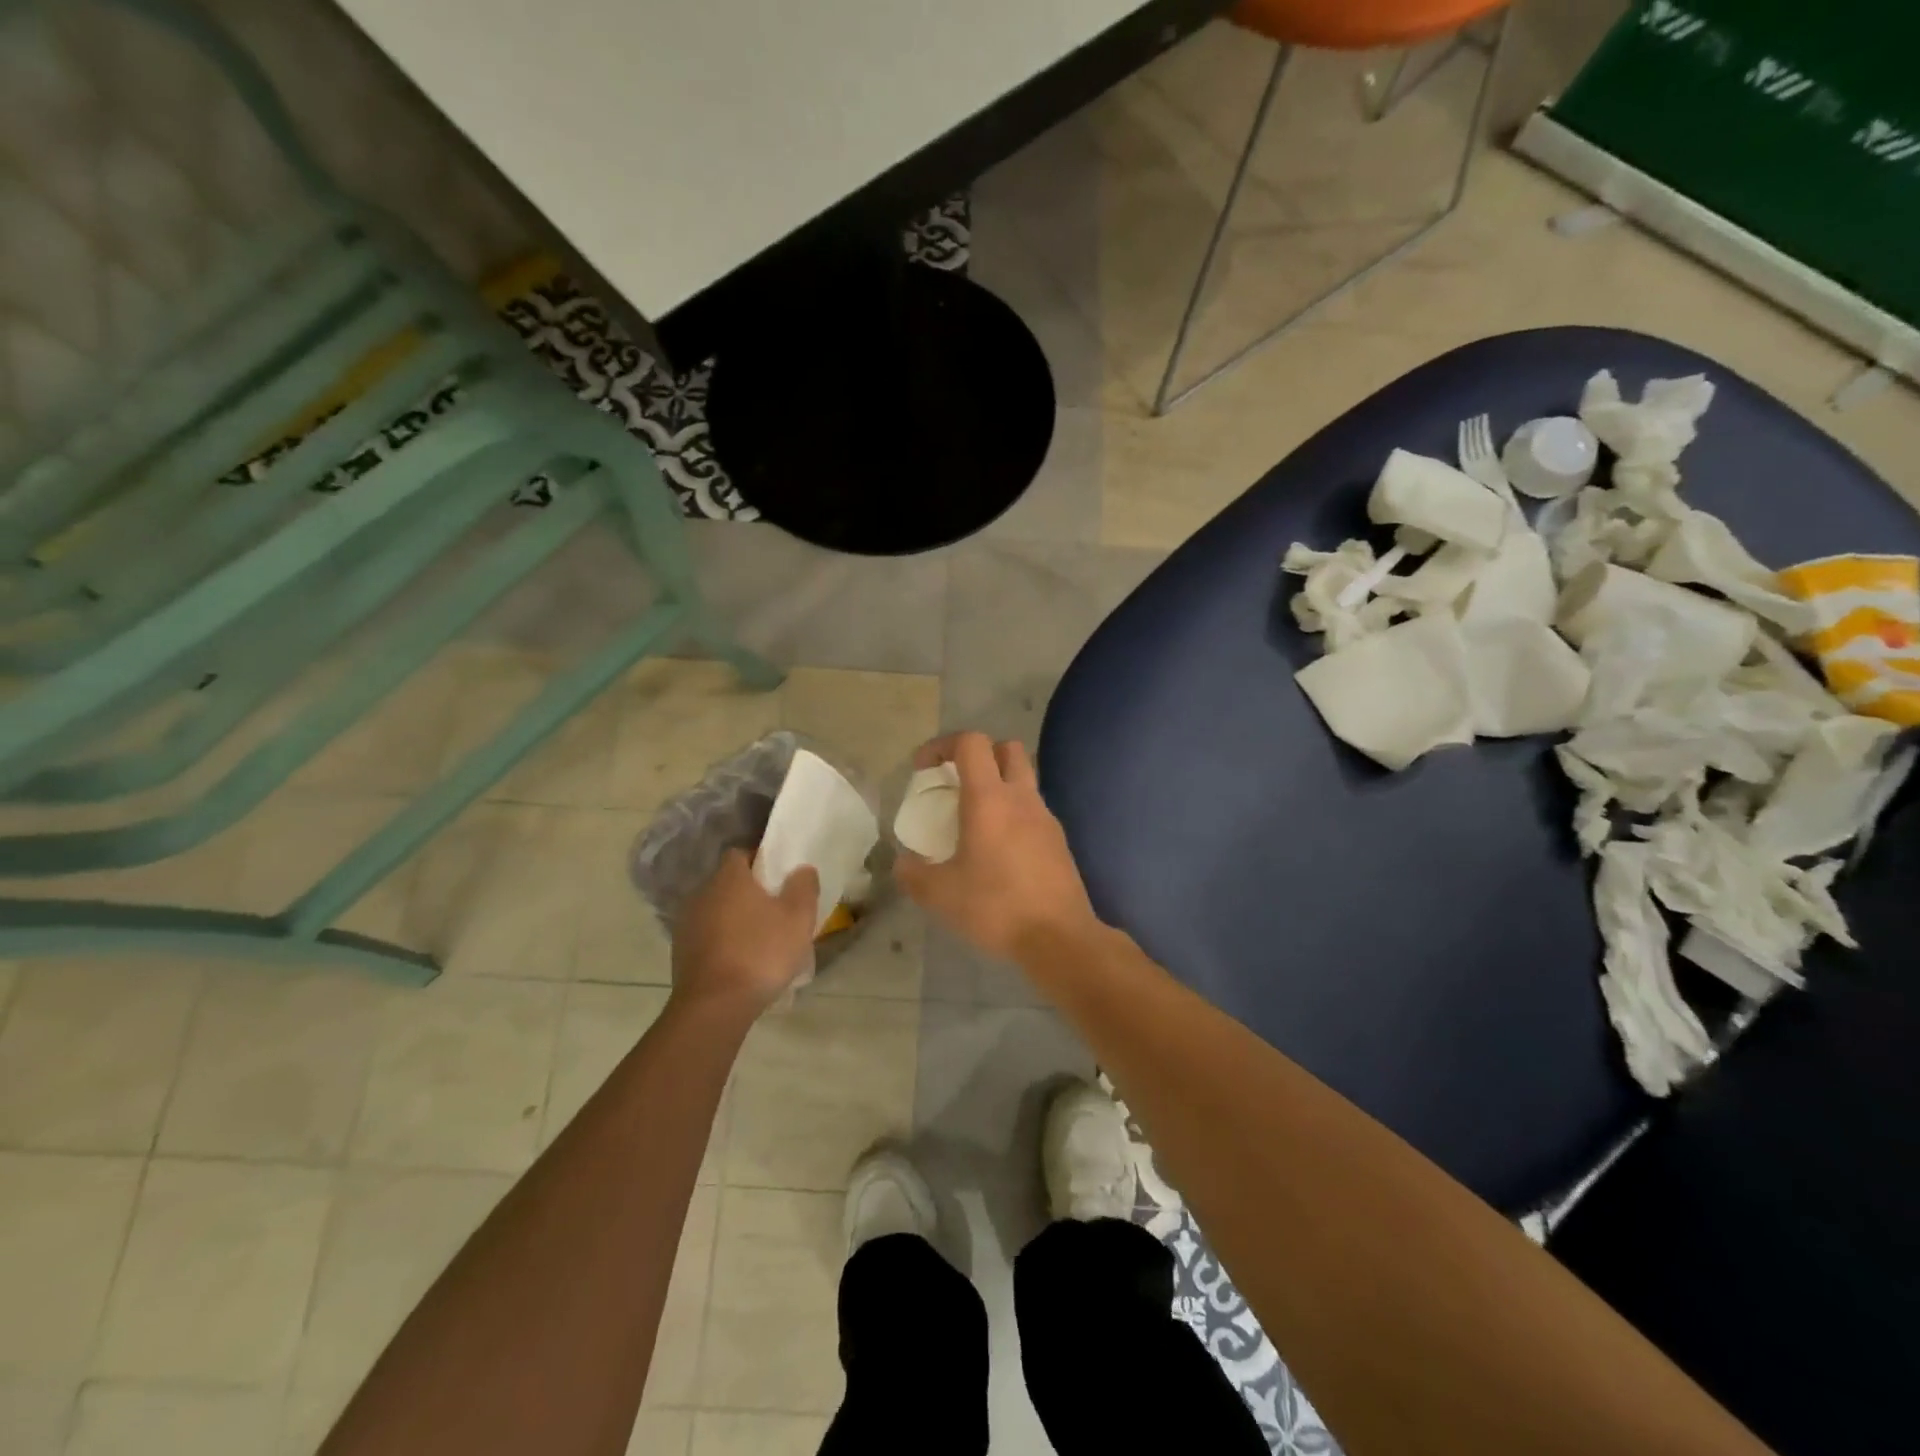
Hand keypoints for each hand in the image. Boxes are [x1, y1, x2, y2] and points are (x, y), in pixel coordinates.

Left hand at [672, 849, 818, 1019]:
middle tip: (777, 909)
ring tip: (761, 938)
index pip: (741, 853)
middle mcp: (702, 894)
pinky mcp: (681, 953)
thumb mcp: (798, 917)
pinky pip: (709, 936)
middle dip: (750, 892)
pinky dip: (724, 941)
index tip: (780, 877)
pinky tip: (743, 961)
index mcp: (728, 878)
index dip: (761, 860)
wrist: (714, 1006)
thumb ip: (803, 886)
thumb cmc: (760, 952)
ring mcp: (687, 924)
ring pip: (718, 910)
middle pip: (728, 882)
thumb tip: (802, 869)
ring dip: (736, 918)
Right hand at [895, 732, 1100, 961]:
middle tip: (956, 783)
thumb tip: (903, 863)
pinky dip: (1013, 813)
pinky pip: (1033, 810)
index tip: (923, 769)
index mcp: (989, 799)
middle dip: (978, 755)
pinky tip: (999, 849)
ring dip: (998, 784)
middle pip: (1006, 749)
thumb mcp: (940, 895)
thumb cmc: (996, 908)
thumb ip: (913, 874)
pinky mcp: (1058, 840)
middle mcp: (1021, 798)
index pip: (971, 743)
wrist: (1059, 938)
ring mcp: (1045, 817)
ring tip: (975, 818)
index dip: (942, 745)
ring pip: (1023, 779)